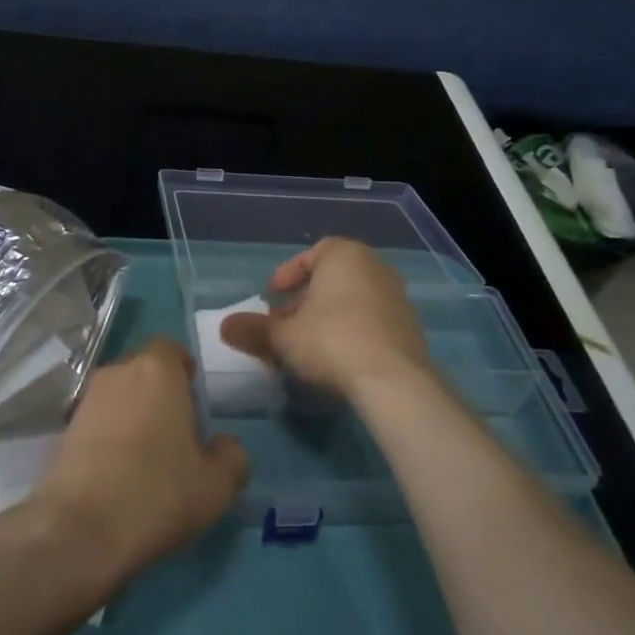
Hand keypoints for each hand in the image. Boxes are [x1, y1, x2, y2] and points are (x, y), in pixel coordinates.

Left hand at [30, 339, 249, 586]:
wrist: (80, 528)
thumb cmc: (158, 493)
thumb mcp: (218, 484)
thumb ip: (232, 455)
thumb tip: (224, 444)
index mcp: (157, 370)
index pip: (171, 348)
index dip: (184, 370)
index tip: (195, 402)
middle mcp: (118, 373)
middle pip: (143, 371)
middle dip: (160, 393)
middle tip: (177, 432)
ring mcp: (86, 400)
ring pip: (119, 396)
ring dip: (133, 415)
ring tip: (148, 457)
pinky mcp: (64, 430)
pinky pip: (98, 421)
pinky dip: (110, 437)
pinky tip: (120, 473)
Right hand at [220, 238, 432, 402]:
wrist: (394, 381)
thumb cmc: (331, 342)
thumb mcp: (282, 337)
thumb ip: (252, 329)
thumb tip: (224, 327)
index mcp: (345, 255)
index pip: (313, 253)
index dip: (289, 273)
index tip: (273, 295)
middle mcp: (375, 267)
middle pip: (333, 277)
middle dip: (306, 298)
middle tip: (285, 322)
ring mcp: (397, 296)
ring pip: (354, 299)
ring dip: (329, 315)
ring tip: (308, 342)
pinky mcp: (410, 327)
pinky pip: (372, 319)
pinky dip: (352, 329)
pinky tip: (337, 356)